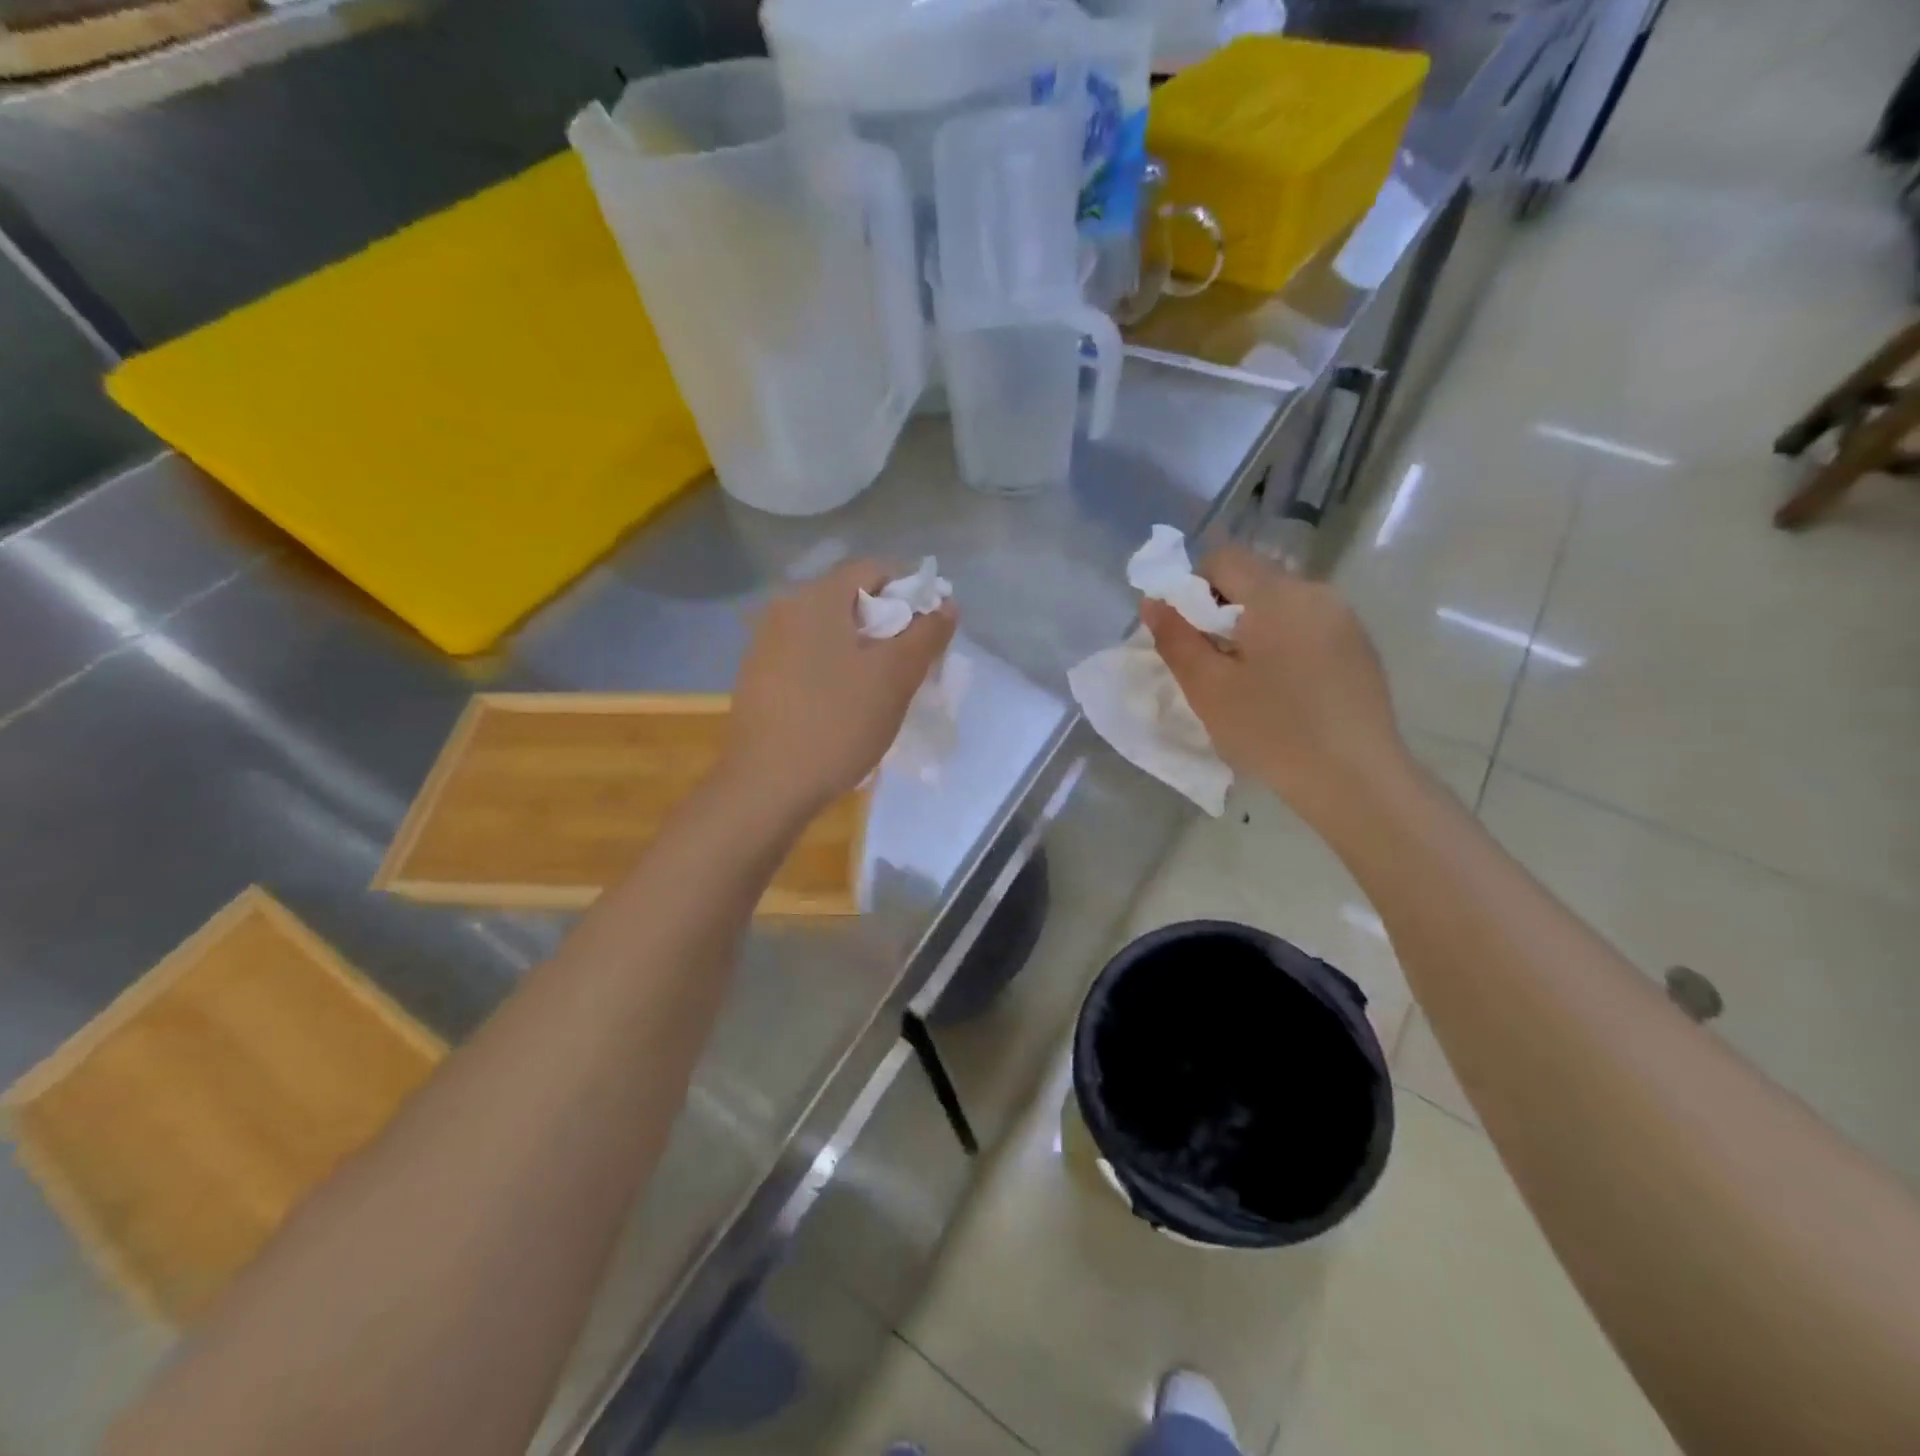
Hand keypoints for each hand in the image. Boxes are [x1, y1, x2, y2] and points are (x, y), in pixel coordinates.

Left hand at [724, 559, 955, 814]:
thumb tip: (945, 605)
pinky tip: (846, 701)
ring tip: (884, 685)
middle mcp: (784, 608)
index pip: (874, 568)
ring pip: (829, 629)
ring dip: (863, 646)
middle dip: (889, 621)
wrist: (767, 785)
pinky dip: (836, 665)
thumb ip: (926, 634)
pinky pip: (809, 654)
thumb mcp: (895, 678)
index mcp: (816, 597)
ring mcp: (766, 643)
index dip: (912, 590)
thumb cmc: (837, 723)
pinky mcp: (759, 675)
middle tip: (914, 660)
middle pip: (850, 598)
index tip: (932, 627)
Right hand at [1141, 544, 1411, 826]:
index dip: (1193, 587)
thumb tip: (1153, 601)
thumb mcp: (1208, 688)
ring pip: (1282, 603)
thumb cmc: (1272, 731)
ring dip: (1254, 627)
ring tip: (1250, 680)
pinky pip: (1308, 625)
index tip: (1189, 634)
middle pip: (1254, 578)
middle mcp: (1316, 592)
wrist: (1356, 780)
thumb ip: (1175, 637)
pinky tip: (1286, 690)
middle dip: (1223, 610)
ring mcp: (1345, 618)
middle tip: (1214, 663)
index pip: (1223, 557)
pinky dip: (1284, 642)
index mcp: (1277, 595)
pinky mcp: (1360, 646)